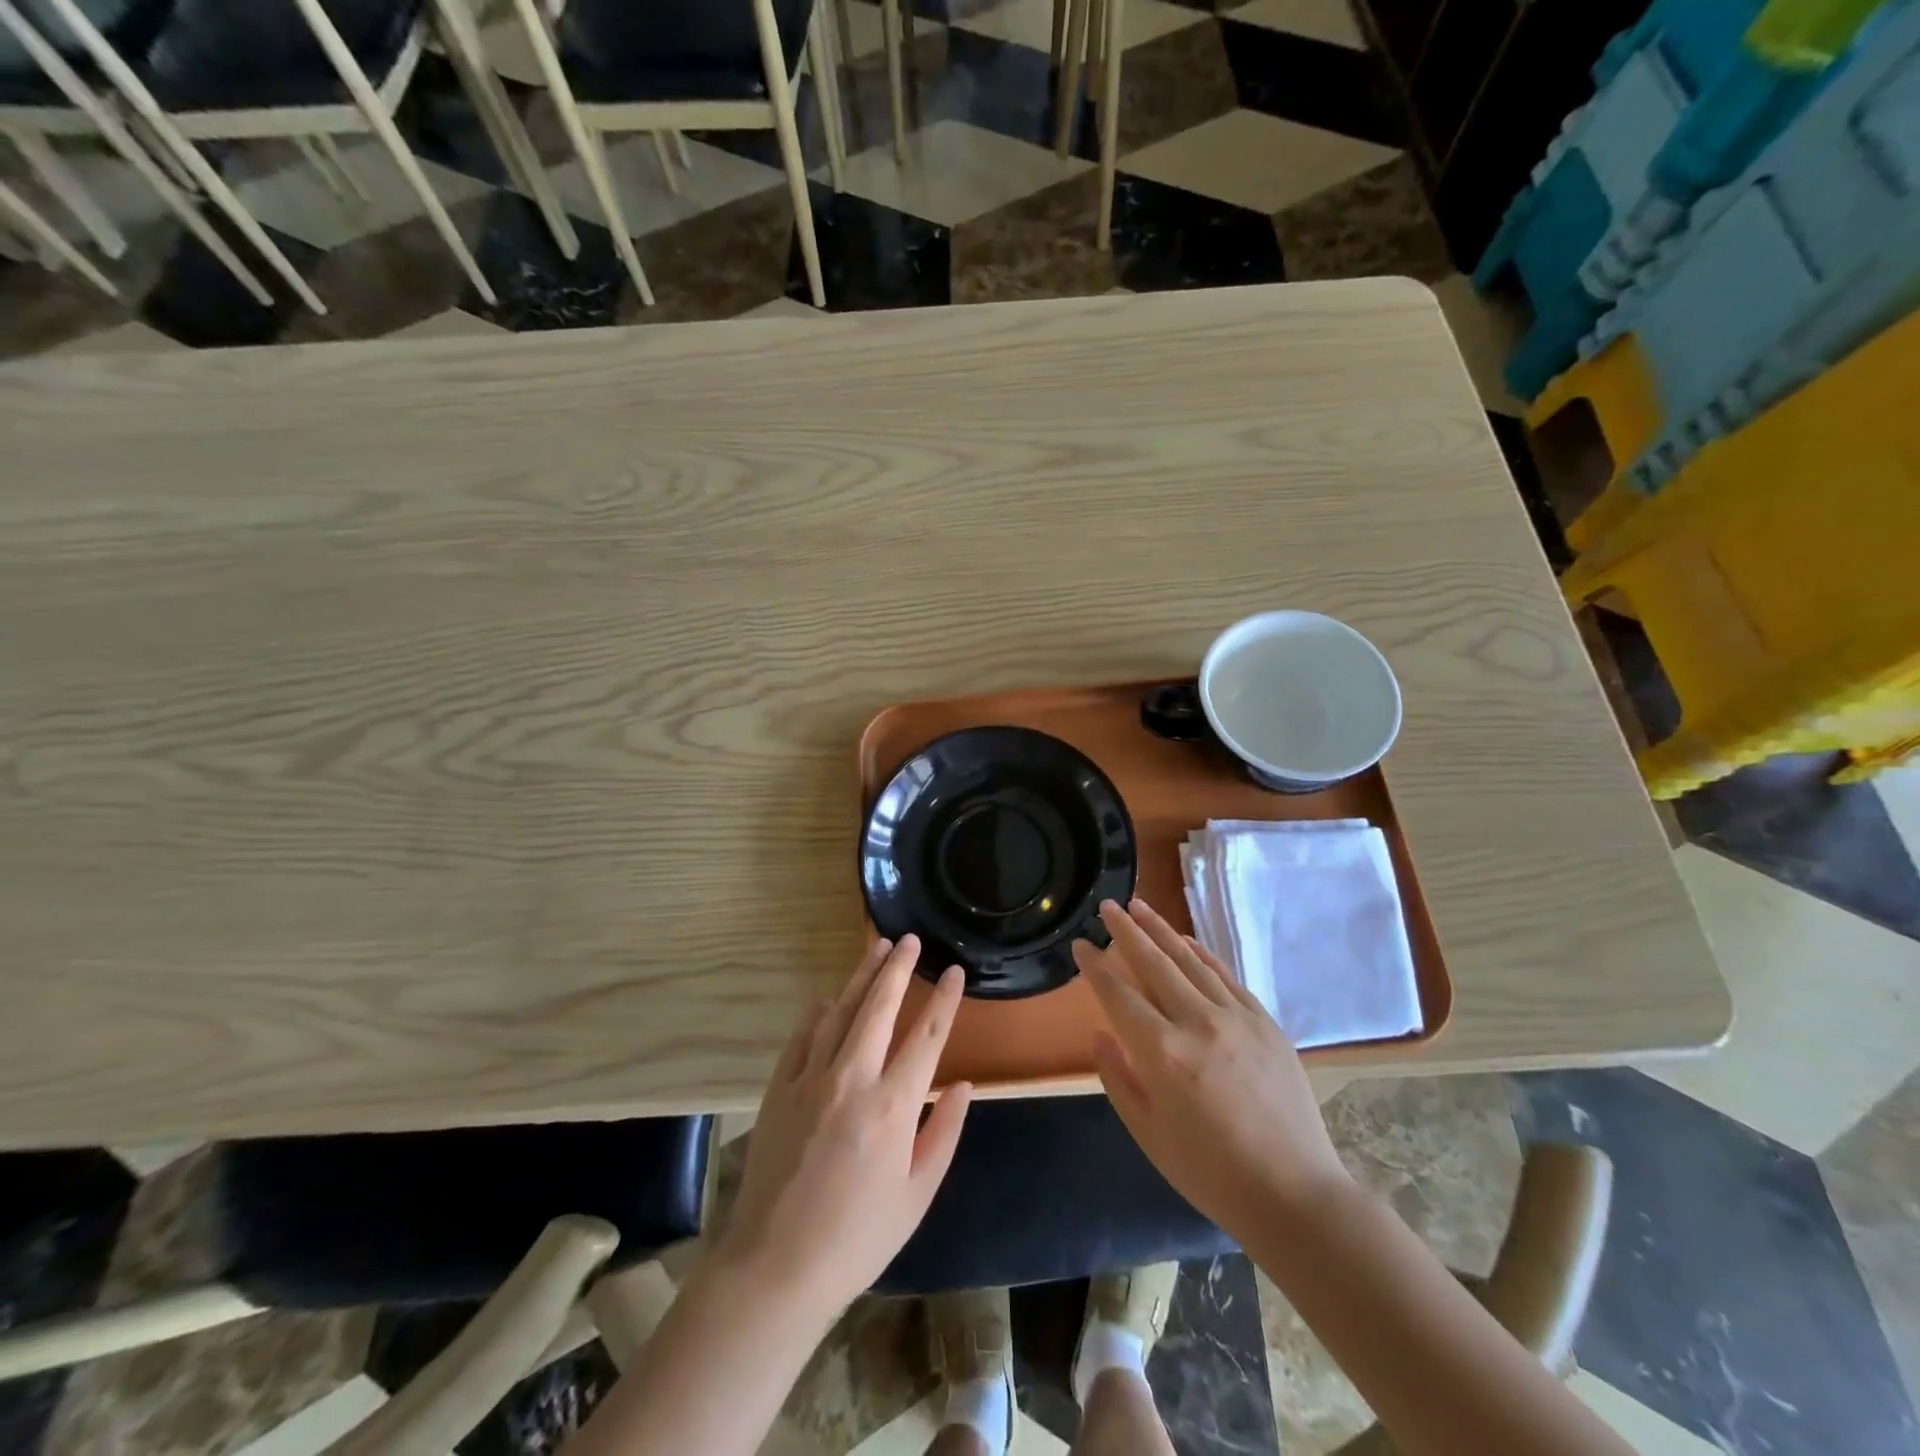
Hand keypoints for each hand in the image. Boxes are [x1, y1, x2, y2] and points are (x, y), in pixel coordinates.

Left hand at [711, 937, 971, 1325]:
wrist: (775, 1267)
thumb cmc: (858, 1237)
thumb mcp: (917, 1195)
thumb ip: (944, 1133)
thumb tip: (964, 1085)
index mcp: (894, 1105)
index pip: (928, 1036)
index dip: (944, 999)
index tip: (954, 971)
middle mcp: (853, 1078)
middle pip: (880, 1007)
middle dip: (898, 968)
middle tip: (909, 939)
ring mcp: (811, 1079)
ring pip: (841, 1011)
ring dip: (861, 977)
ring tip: (876, 948)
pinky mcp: (780, 1089)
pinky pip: (803, 1037)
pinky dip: (819, 1013)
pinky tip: (830, 999)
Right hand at [1073, 899, 1349, 1237]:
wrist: (1294, 1194)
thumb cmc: (1211, 1173)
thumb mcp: (1148, 1135)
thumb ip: (1118, 1079)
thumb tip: (1099, 1034)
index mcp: (1162, 1053)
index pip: (1118, 994)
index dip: (1095, 966)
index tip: (1080, 944)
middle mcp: (1197, 1022)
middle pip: (1153, 963)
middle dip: (1125, 931)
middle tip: (1106, 906)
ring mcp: (1236, 1017)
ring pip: (1189, 960)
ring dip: (1160, 930)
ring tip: (1139, 906)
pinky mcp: (1264, 1021)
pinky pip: (1225, 976)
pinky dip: (1201, 954)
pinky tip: (1185, 940)